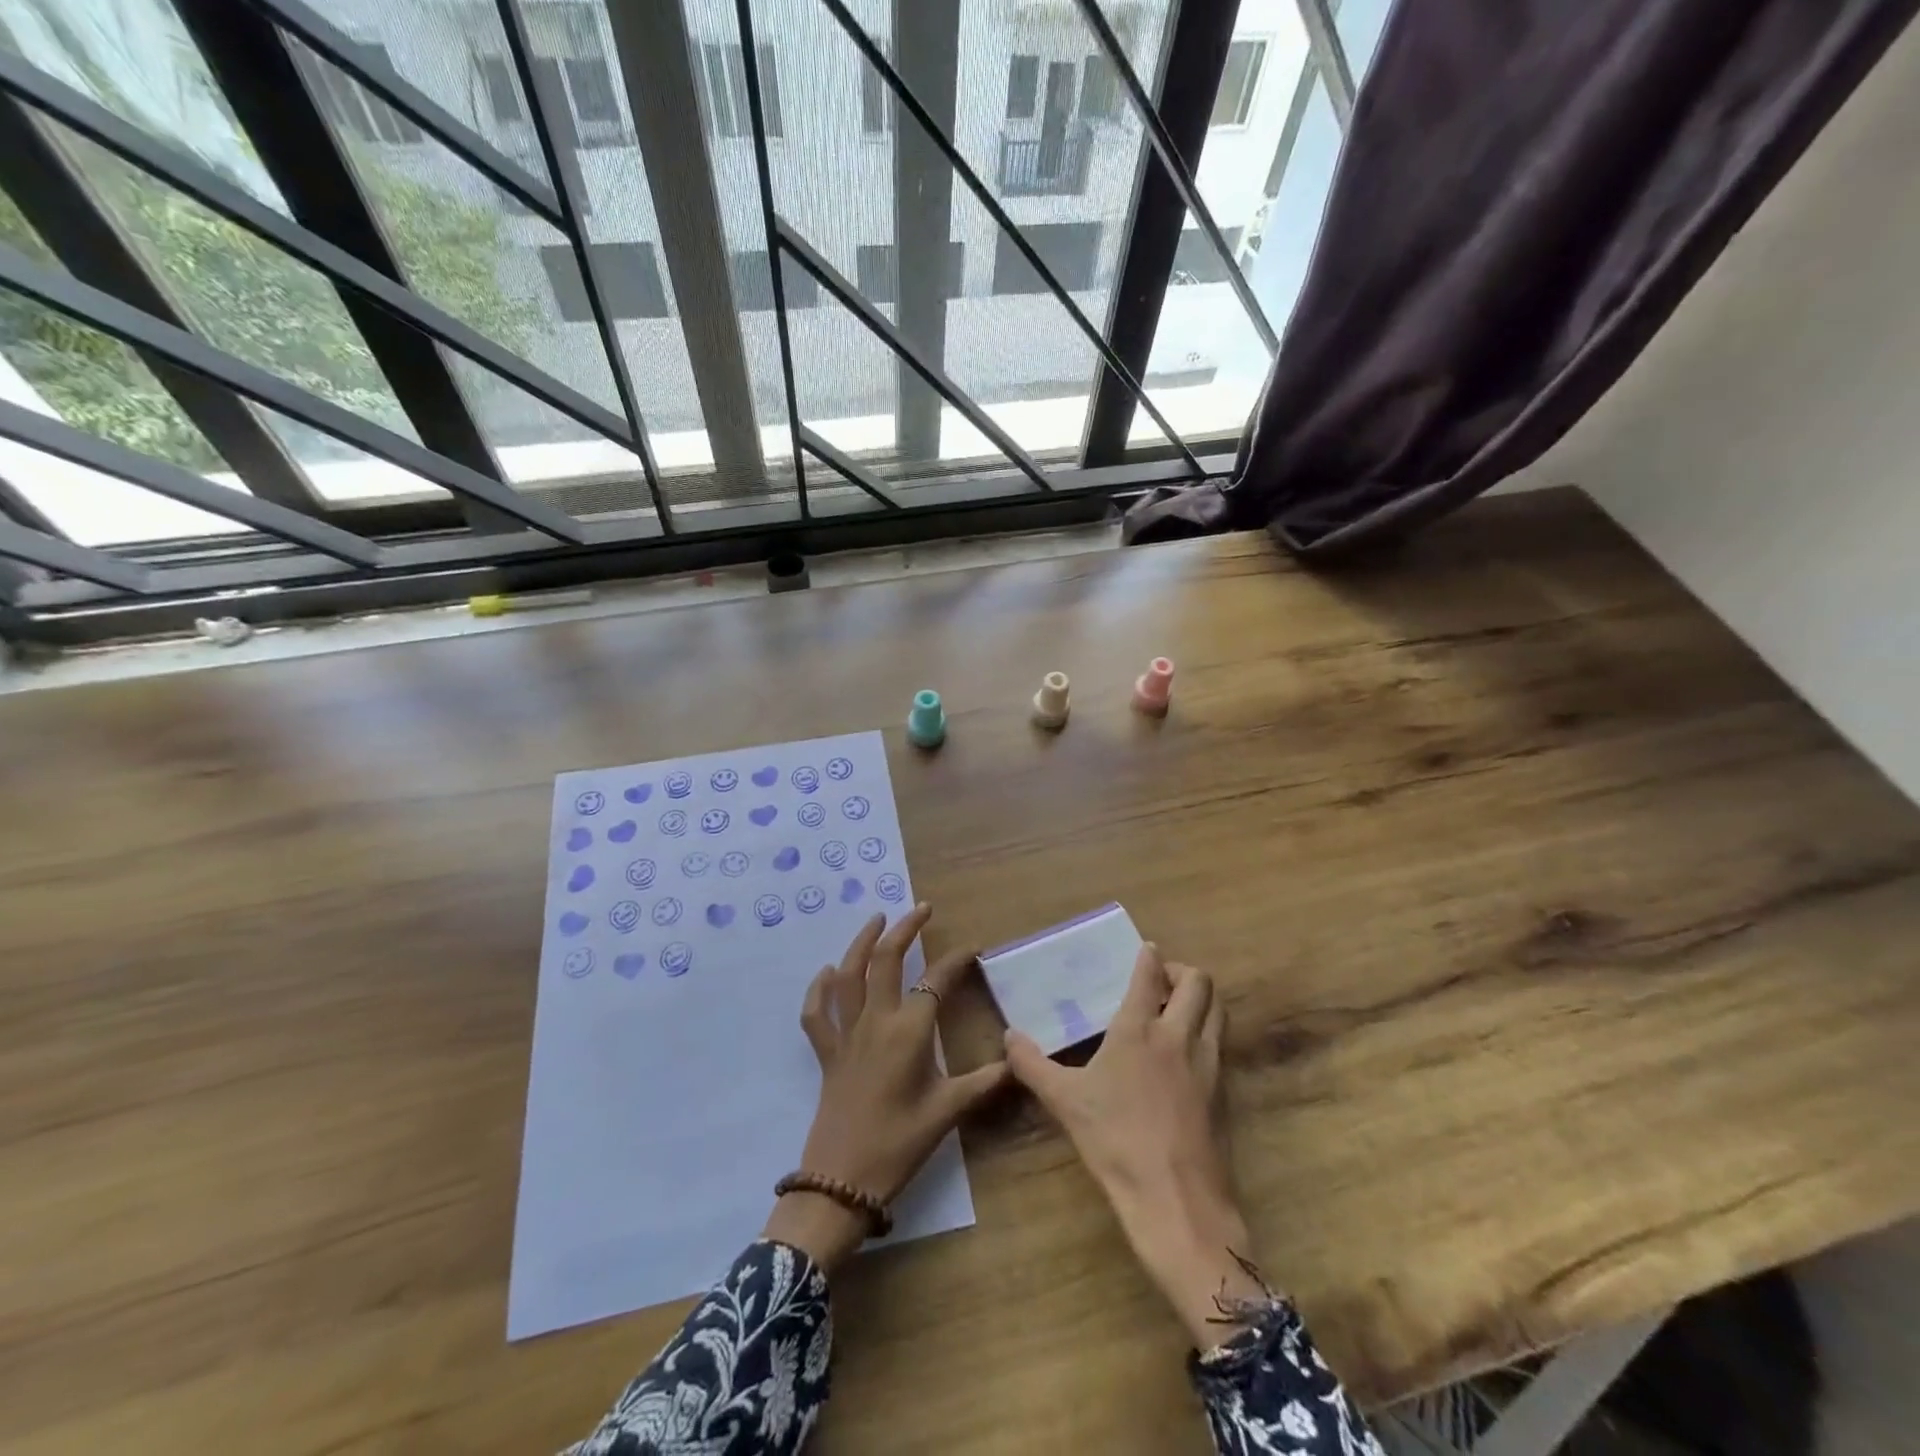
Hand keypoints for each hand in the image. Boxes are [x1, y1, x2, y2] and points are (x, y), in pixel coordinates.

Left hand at [764, 905, 1008, 1270]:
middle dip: (905, 929)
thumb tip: (1018, 1061)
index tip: (972, 950)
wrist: (842, 1181)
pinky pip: (816, 1013)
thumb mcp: (948, 1112)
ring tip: (876, 920)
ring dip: (861, 942)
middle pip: (886, 960)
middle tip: (922, 910)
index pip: (936, 981)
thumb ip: (984, 1082)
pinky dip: (819, 989)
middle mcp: (876, 1021)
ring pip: (848, 975)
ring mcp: (846, 1034)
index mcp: (910, 1031)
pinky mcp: (826, 1052)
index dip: (956, 961)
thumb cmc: (900, 1144)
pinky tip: (828, 973)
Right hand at [1006, 944, 1262, 1346]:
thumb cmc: (1115, 1141)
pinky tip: (1186, 1056)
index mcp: (1139, 1029)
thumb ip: (1031, 1064)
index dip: (1148, 957)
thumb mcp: (1064, 1101)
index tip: (1145, 949)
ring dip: (1201, 1000)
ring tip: (1177, 1010)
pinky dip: (1207, 1034)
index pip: (1149, 975)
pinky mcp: (1224, 1093)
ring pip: (1218, 1011)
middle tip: (1161, 981)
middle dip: (1182, 972)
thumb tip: (1008, 1036)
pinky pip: (1221, 1045)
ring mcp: (1208, 1064)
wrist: (1177, 1201)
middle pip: (1199, 983)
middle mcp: (1179, 1036)